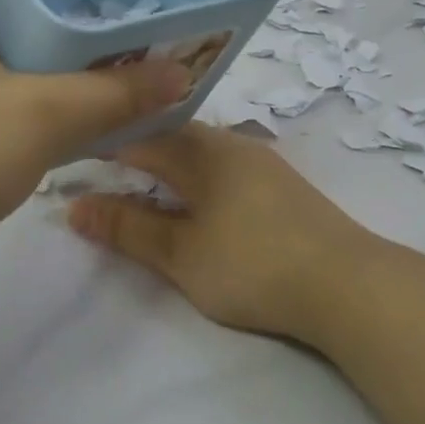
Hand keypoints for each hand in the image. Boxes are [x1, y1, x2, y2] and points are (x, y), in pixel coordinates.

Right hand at [69, 122, 424, 423]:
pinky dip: (199, 179)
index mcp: (205, 152)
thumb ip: (129, 229)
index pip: (142, 137)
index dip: (105, 147)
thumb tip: (75, 206)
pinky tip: (197, 201)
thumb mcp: (182, 255)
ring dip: (170, 165)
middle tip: (105, 176)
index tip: (75, 161)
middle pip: (174, 138)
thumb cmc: (254, 267)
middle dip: (137, 153)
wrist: (349, 286)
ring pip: (202, 152)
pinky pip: (226, 168)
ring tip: (144, 189)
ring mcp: (263, 164)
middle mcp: (234, 146)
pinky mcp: (284, 187)